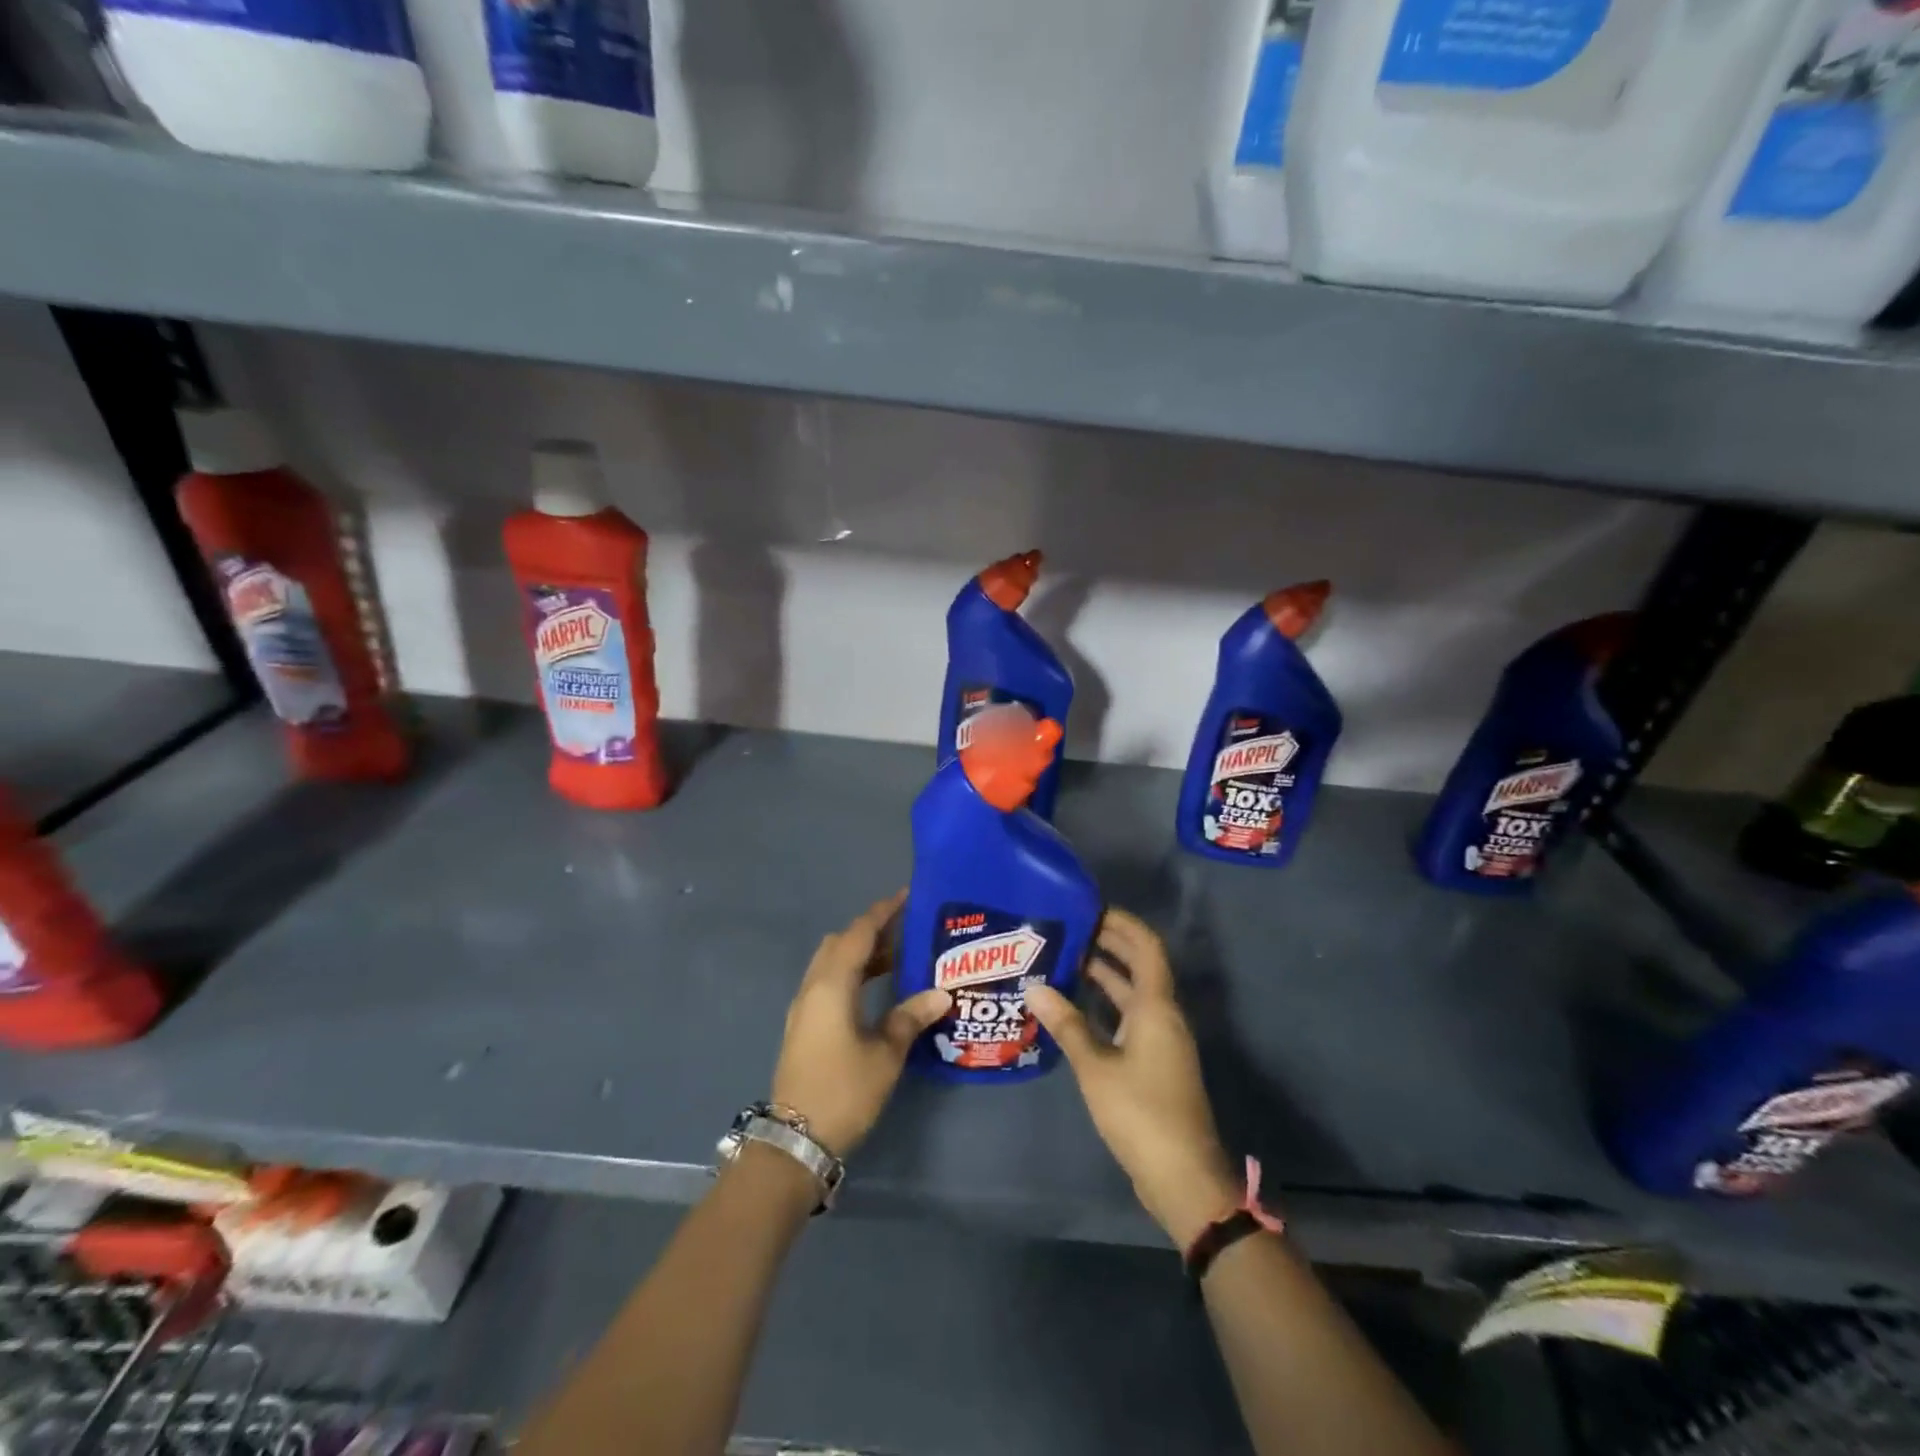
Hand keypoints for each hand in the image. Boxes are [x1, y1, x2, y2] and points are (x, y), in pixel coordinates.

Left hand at [770, 892, 950, 1157]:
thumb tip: (941, 993)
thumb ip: (910, 1017)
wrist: (796, 1140)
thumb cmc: (844, 1090)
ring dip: (860, 954)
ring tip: (897, 958)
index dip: (882, 912)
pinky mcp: (803, 1026)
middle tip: (906, 932)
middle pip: (841, 943)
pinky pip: (827, 982)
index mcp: (832, 985)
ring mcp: (803, 1007)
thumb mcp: (885, 1054)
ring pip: (831, 963)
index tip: (906, 897)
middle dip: (871, 931)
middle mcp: (813, 987)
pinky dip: (851, 974)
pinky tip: (875, 990)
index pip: (858, 933)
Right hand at [1027, 908, 1238, 1248]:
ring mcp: (1161, 1040)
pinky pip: (1131, 1017)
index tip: (1090, 907)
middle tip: (1070, 928)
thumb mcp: (1095, 1067)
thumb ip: (1066, 1024)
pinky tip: (1075, 1007)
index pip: (1146, 947)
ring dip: (1106, 974)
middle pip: (1141, 965)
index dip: (1123, 923)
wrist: (1182, 1175)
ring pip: (1134, 993)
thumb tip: (1034, 986)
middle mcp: (1163, 1015)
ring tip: (1066, 958)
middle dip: (1110, 943)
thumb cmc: (1140, 1113)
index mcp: (1156, 1007)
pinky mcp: (1155, 1062)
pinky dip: (1107, 1004)